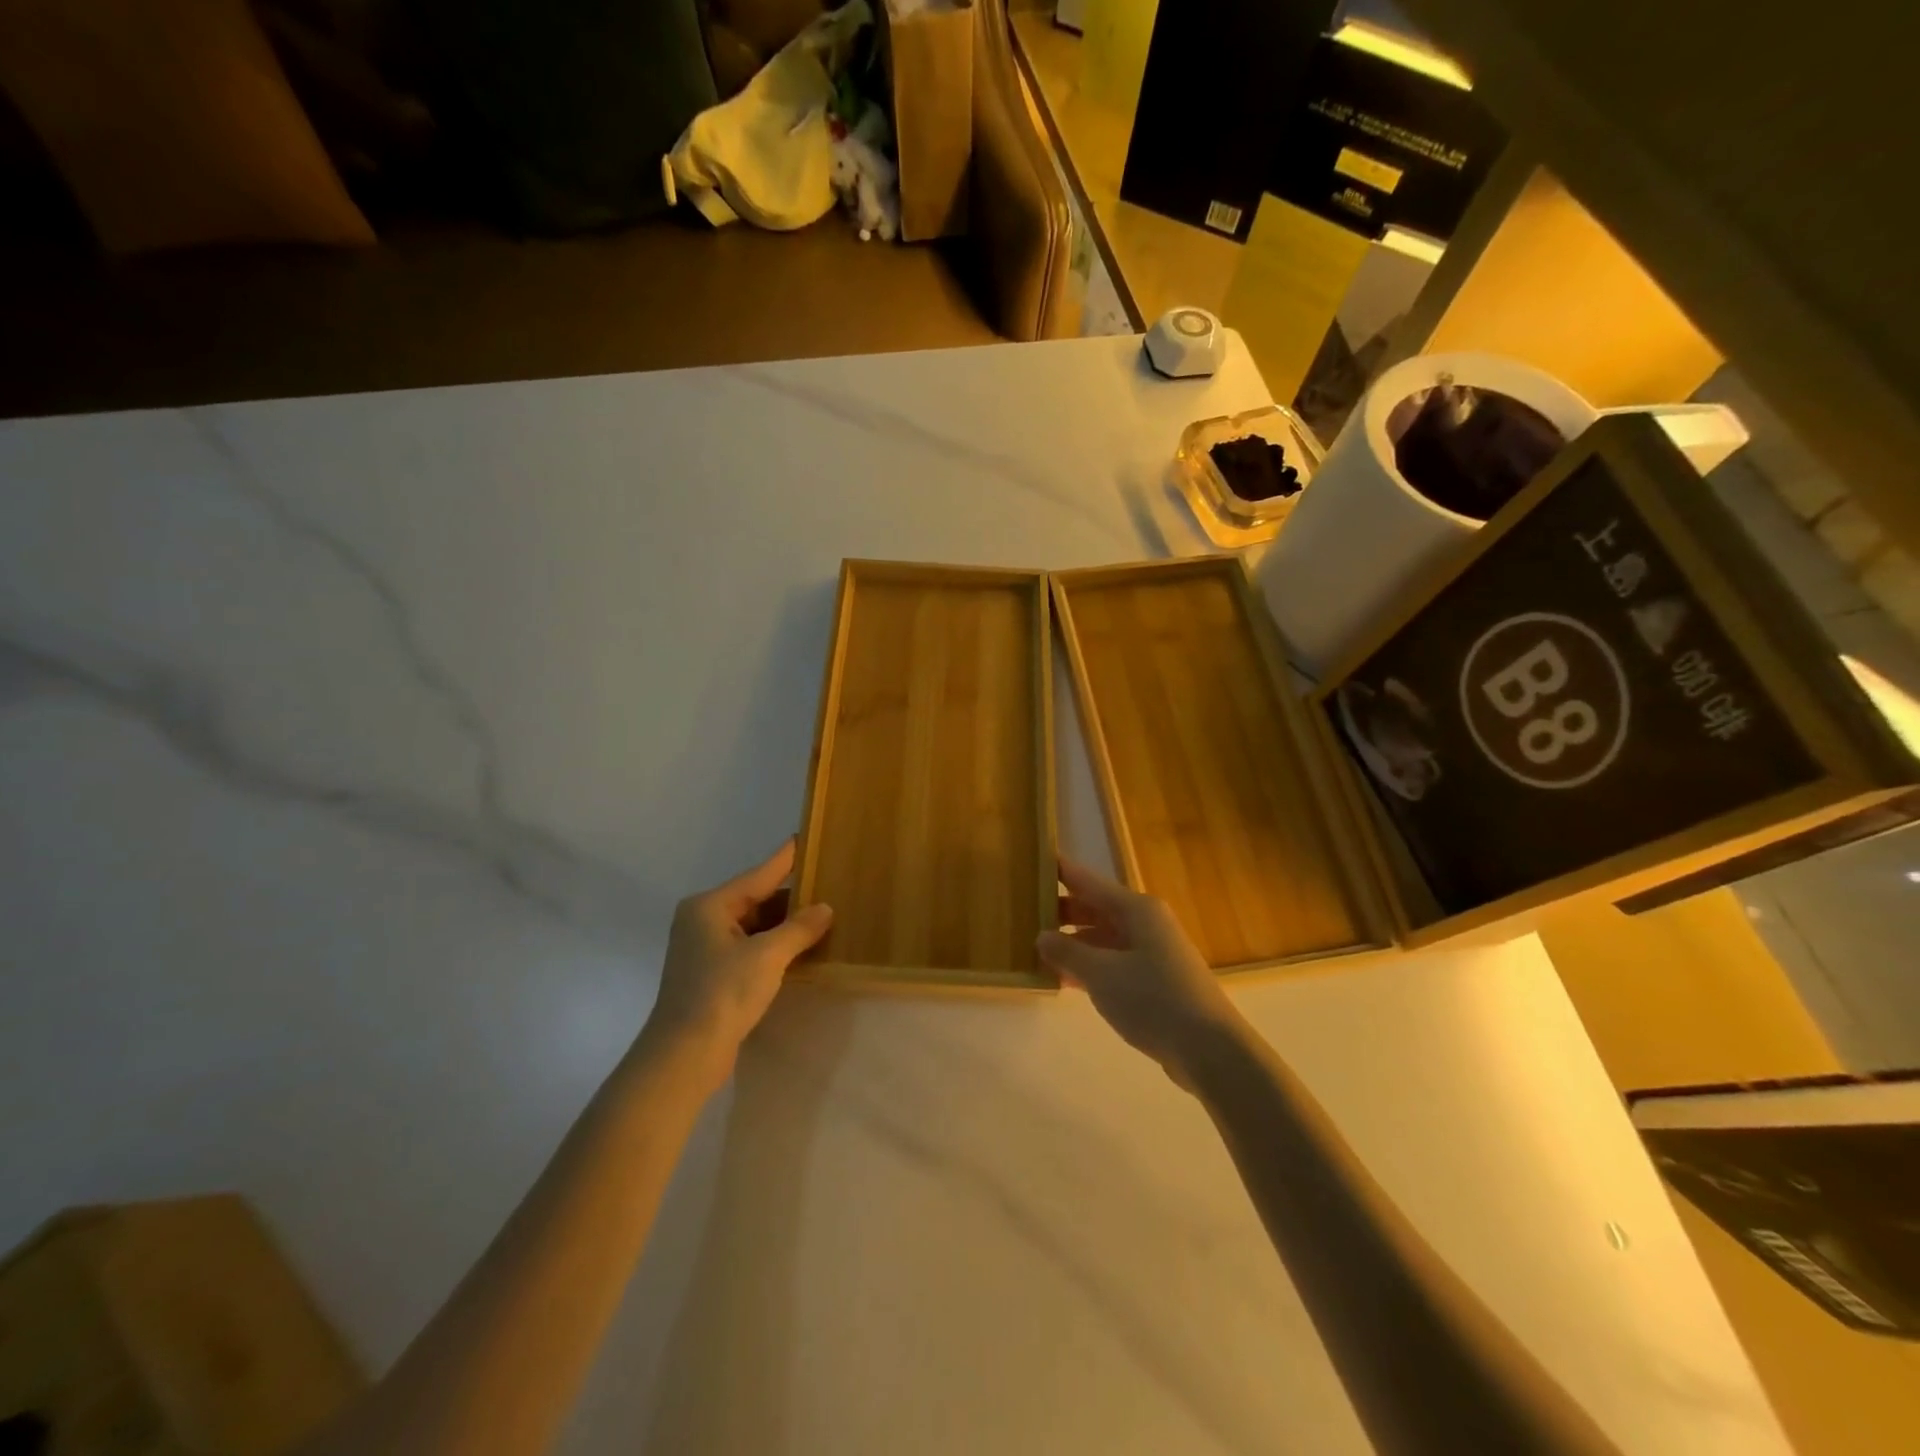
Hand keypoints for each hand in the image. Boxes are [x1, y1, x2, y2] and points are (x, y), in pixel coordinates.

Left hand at [644, 840, 831, 1080]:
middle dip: (791, 898)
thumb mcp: (768, 956)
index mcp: (710, 906)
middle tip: (828, 886)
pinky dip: (773, 946)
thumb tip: (825, 908)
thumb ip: (799, 928)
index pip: (759, 875)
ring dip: (784, 926)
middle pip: (756, 899)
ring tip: (822, 917)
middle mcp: (703, 920)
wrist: (685, 1055)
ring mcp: (705, 948)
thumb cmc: (723, 993)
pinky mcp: (712, 974)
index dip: (785, 859)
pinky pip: (749, 948)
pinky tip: (800, 949)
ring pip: (754, 926)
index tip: (804, 838)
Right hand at [1037, 858, 1243, 1081]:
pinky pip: (1112, 963)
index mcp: (1136, 909)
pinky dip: (1089, 967)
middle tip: (1021, 912)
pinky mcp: (1154, 982)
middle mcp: (1145, 924)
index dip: (1060, 871)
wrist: (1210, 1050)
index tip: (1031, 862)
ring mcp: (1151, 953)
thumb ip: (1068, 952)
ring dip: (1072, 943)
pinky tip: (1063, 979)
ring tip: (1033, 948)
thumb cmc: (1154, 1000)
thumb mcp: (1102, 974)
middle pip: (1095, 908)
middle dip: (1060, 911)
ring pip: (1102, 938)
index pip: (1088, 881)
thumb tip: (1041, 936)